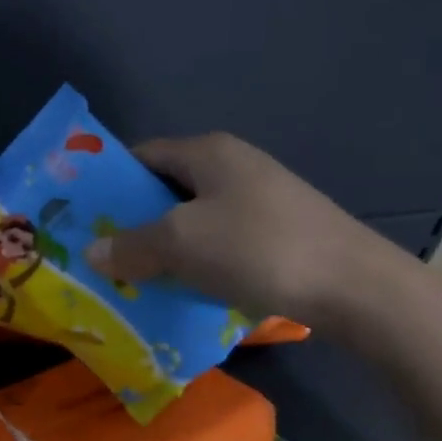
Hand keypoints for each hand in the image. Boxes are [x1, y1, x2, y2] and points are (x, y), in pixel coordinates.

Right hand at [84, 133, 400, 325]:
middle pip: (166, 188)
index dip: (109, 181)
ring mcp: (260, 199)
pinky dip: (197, 259)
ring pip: (193, 218)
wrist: (357, 288)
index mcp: (207, 152)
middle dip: (133, 220)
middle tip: (105, 252)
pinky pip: (220, 240)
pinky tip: (186, 287)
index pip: (141, 155)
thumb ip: (131, 245)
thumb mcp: (181, 244)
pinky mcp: (279, 232)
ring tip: (137, 275)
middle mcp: (233, 166)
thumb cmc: (258, 248)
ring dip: (164, 245)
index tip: (84, 216)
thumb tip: (92, 253)